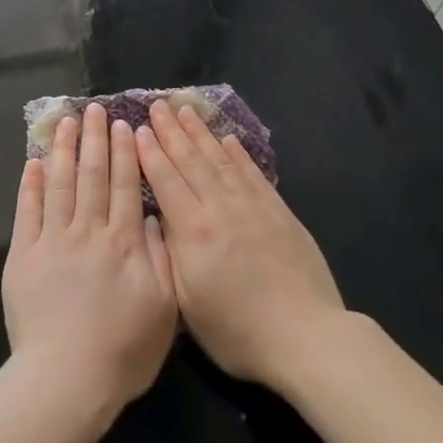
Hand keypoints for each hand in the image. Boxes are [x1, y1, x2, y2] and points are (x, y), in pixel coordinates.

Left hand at [1, 104, 178, 419]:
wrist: (67, 380)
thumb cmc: (123, 351)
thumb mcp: (163, 308)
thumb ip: (160, 256)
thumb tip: (155, 215)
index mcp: (124, 242)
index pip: (126, 186)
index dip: (124, 153)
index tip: (122, 125)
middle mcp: (88, 231)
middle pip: (92, 175)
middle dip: (94, 139)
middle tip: (93, 108)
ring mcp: (52, 241)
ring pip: (59, 184)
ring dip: (62, 150)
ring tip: (65, 122)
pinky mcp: (23, 255)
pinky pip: (27, 211)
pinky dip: (30, 184)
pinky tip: (33, 161)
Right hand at [136, 99, 345, 390]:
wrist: (306, 337)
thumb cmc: (238, 331)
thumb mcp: (187, 302)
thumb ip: (171, 254)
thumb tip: (159, 217)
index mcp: (194, 231)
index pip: (166, 180)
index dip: (150, 152)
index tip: (137, 128)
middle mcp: (221, 208)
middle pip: (191, 161)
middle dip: (171, 131)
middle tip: (157, 105)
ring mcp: (253, 206)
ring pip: (221, 160)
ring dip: (201, 133)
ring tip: (186, 110)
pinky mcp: (279, 212)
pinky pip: (253, 173)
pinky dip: (238, 154)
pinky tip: (229, 140)